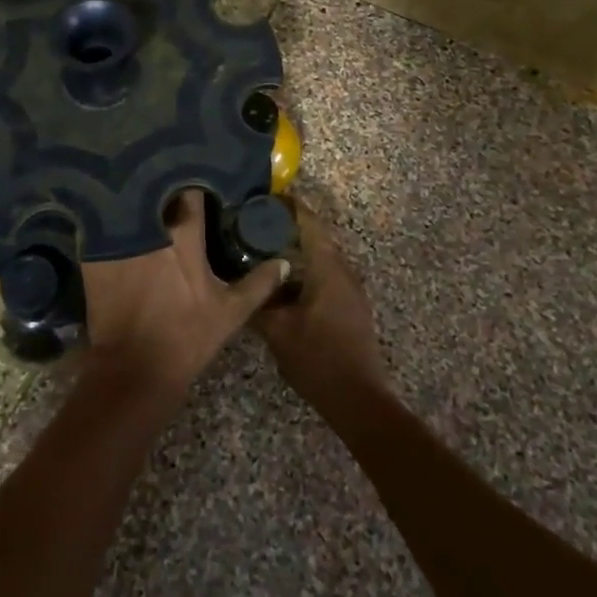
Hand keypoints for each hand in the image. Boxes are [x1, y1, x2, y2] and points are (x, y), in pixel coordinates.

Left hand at [80, 190, 288, 401]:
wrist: (133, 370)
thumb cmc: (186, 338)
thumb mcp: (229, 312)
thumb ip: (258, 284)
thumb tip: (283, 262)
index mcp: (183, 238)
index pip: (190, 193)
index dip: (195, 182)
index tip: (199, 177)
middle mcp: (149, 230)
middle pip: (154, 191)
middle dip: (162, 184)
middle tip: (170, 181)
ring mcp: (118, 241)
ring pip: (127, 205)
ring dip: (135, 199)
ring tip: (142, 193)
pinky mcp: (94, 255)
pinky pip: (102, 225)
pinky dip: (109, 220)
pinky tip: (114, 220)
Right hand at [255, 188, 387, 407]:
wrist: (358, 398)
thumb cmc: (317, 358)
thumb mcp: (277, 330)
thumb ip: (257, 302)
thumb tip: (238, 283)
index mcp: (327, 267)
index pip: (309, 221)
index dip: (288, 205)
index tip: (265, 197)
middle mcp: (343, 270)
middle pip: (316, 236)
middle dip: (288, 227)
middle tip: (256, 224)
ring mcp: (351, 288)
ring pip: (321, 257)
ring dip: (297, 249)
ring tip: (264, 250)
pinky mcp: (351, 305)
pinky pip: (326, 274)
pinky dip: (305, 269)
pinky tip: (283, 282)